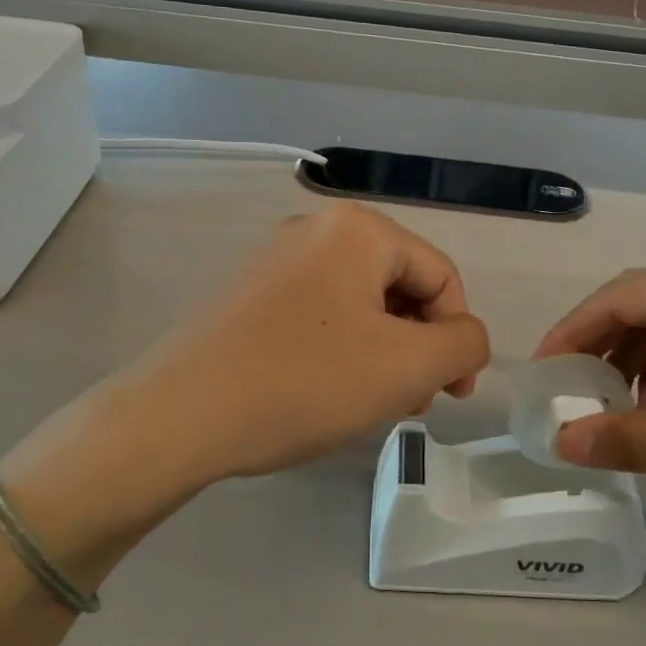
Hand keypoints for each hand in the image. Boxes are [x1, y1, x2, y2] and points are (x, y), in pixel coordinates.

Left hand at [124, 201, 489, 478]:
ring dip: (383, 354)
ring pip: (360, 306)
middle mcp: (315, 230)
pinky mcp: (249, 296)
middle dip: (418, 347)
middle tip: (411, 403)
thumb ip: (464, 345)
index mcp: (358, 230)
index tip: (453, 395)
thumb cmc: (305, 382)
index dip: (459, 337)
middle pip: (399, 287)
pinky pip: (319, 316)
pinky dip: (341, 352)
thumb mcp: (406, 367)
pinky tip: (327, 394)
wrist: (179, 416)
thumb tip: (466, 340)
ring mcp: (275, 261)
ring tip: (372, 405)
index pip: (442, 276)